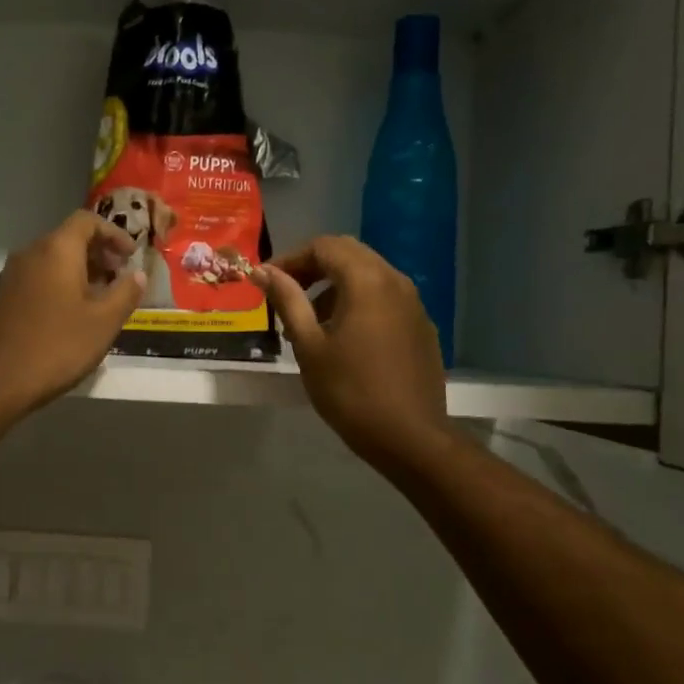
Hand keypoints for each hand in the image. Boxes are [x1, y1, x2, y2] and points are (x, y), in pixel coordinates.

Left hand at [0, 211, 145, 416]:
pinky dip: (60, 285)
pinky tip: (71, 315)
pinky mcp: (2, 297)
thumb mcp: (103, 322)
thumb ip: (125, 293)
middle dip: (99, 253)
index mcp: (56, 250)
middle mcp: (31, 253)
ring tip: (100, 300)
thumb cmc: (56, 347)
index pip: (87, 220)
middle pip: (69, 239)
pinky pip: (38, 278)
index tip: (131, 256)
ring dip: (80, 271)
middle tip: (120, 278)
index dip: (114, 233)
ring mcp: (12, 276)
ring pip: (52, 260)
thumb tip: (138, 274)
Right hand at [251, 236, 448, 472]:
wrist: (410, 436)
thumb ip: (287, 300)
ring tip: (310, 321)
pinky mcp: (421, 326)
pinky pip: (385, 298)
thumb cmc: (350, 391)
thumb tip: (262, 272)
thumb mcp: (308, 345)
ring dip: (335, 285)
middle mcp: (395, 281)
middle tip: (285, 294)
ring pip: (369, 275)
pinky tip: (343, 337)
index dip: (291, 258)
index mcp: (367, 281)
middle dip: (313, 267)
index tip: (267, 282)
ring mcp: (414, 304)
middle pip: (349, 254)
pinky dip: (358, 302)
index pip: (324, 246)